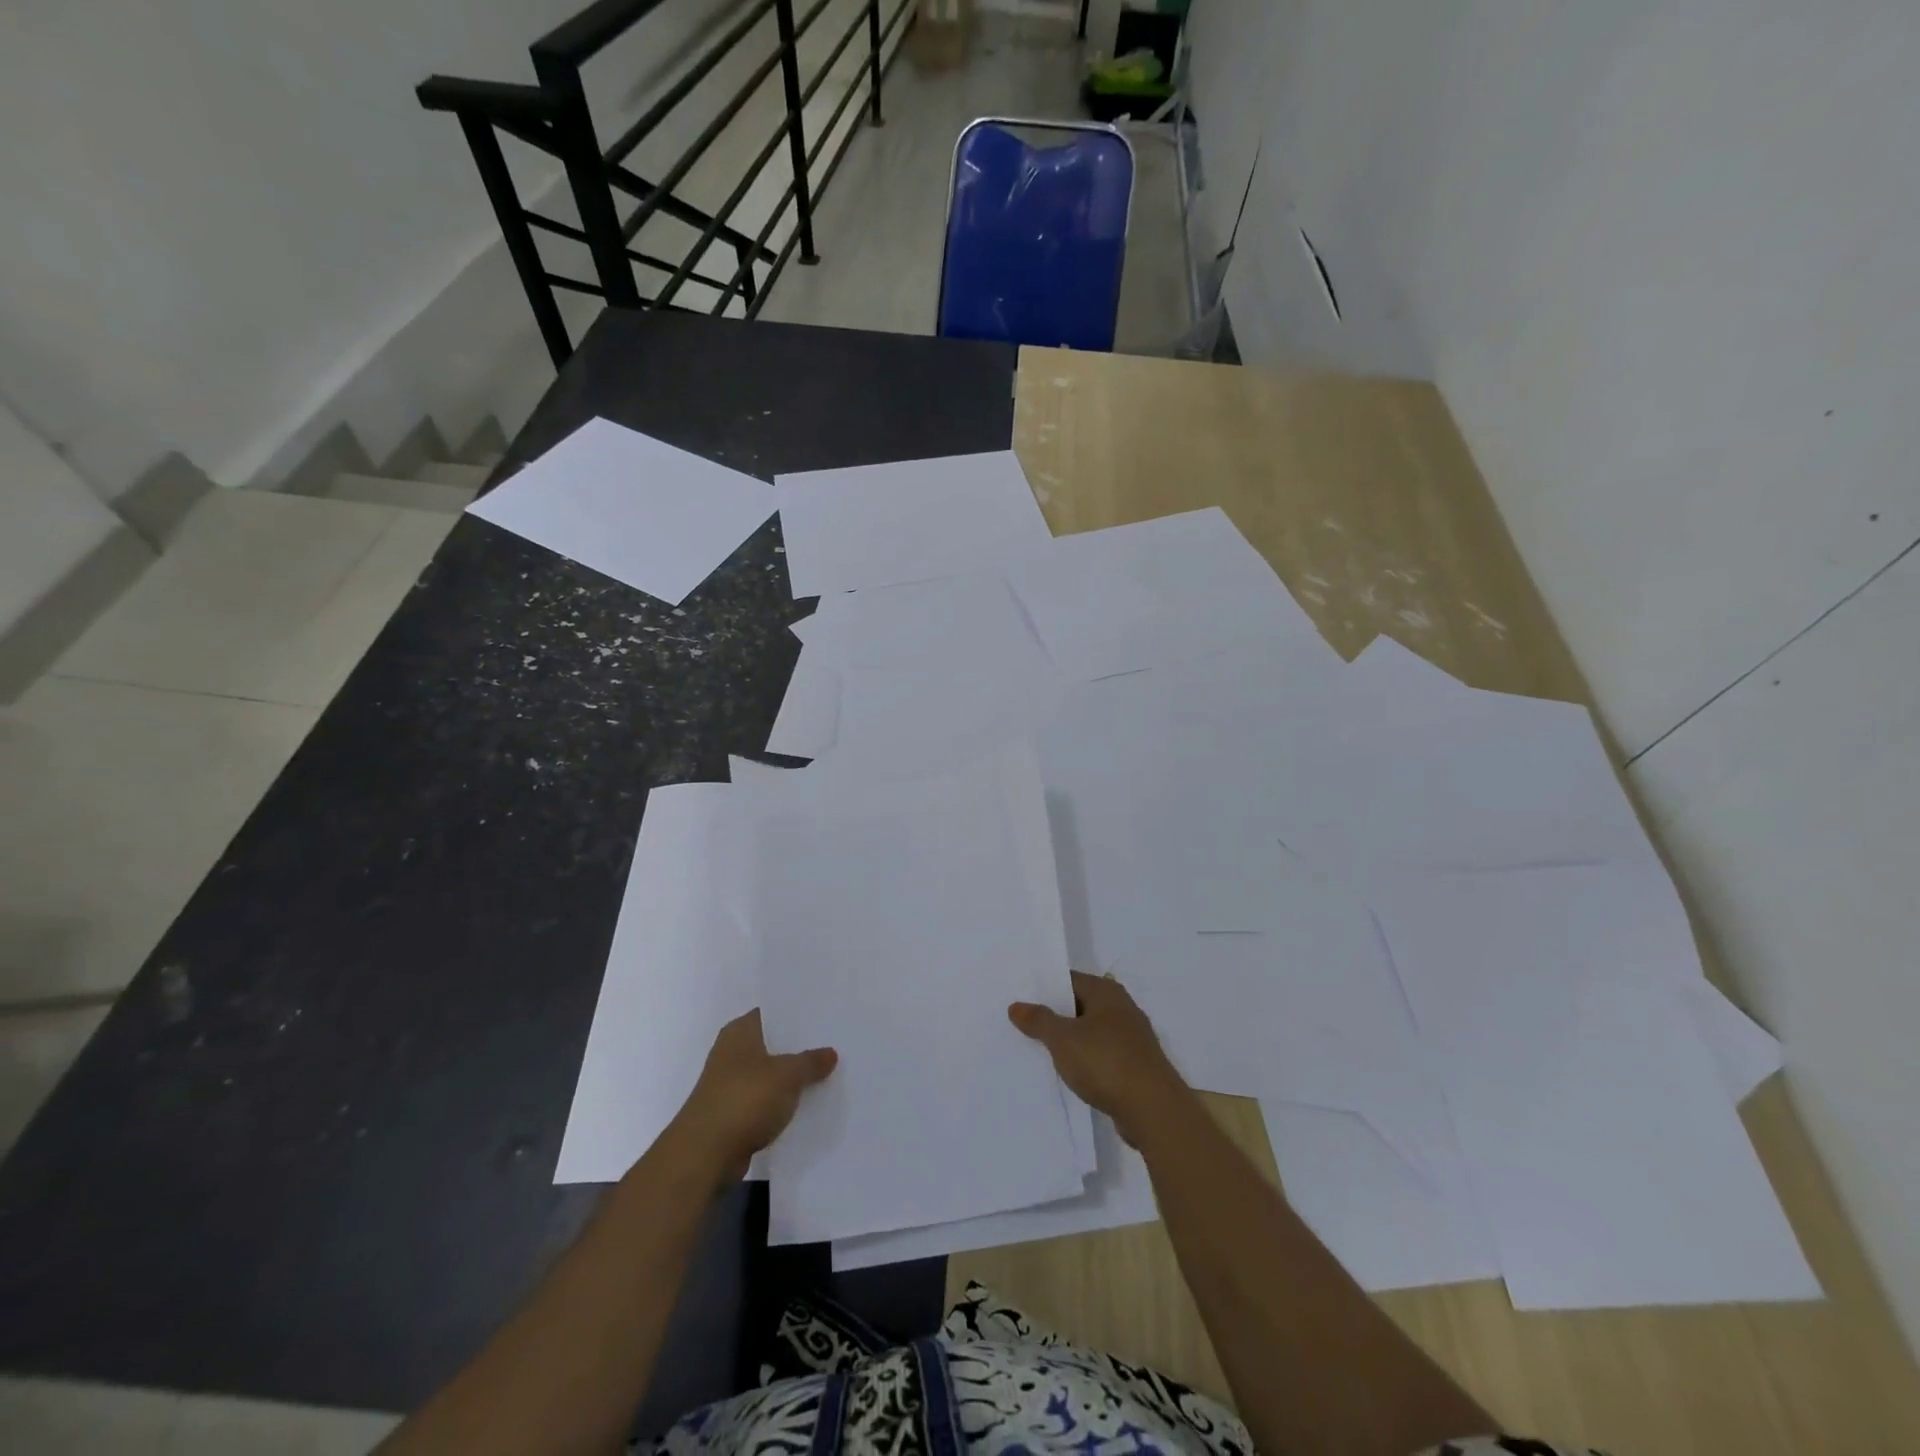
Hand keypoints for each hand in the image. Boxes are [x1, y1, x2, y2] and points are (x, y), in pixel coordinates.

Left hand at [671, 1010, 836, 1179]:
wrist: (705, 1155)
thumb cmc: (745, 1099)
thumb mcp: (788, 1075)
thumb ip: (811, 1062)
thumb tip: (831, 1053)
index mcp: (740, 1031)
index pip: (772, 1013)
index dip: (797, 1014)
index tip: (823, 1014)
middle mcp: (730, 1052)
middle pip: (771, 1043)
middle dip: (797, 1046)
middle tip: (832, 1042)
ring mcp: (728, 1084)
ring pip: (767, 1074)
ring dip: (788, 1077)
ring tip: (825, 1072)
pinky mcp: (730, 1114)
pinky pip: (762, 1101)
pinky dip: (779, 1103)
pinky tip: (803, 1105)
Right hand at [1009, 971, 1189, 1147]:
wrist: (1153, 1110)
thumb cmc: (1106, 1062)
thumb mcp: (1063, 1039)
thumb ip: (1039, 1020)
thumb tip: (1016, 1006)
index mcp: (1106, 991)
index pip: (1068, 980)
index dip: (1044, 989)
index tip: (1020, 999)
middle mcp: (1122, 1007)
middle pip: (1080, 1005)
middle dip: (1055, 1015)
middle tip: (1023, 1024)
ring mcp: (1132, 1038)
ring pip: (1092, 1032)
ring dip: (1071, 1041)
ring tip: (1041, 1051)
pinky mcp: (1136, 1066)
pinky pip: (1102, 1055)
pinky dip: (1086, 1061)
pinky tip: (1069, 1074)